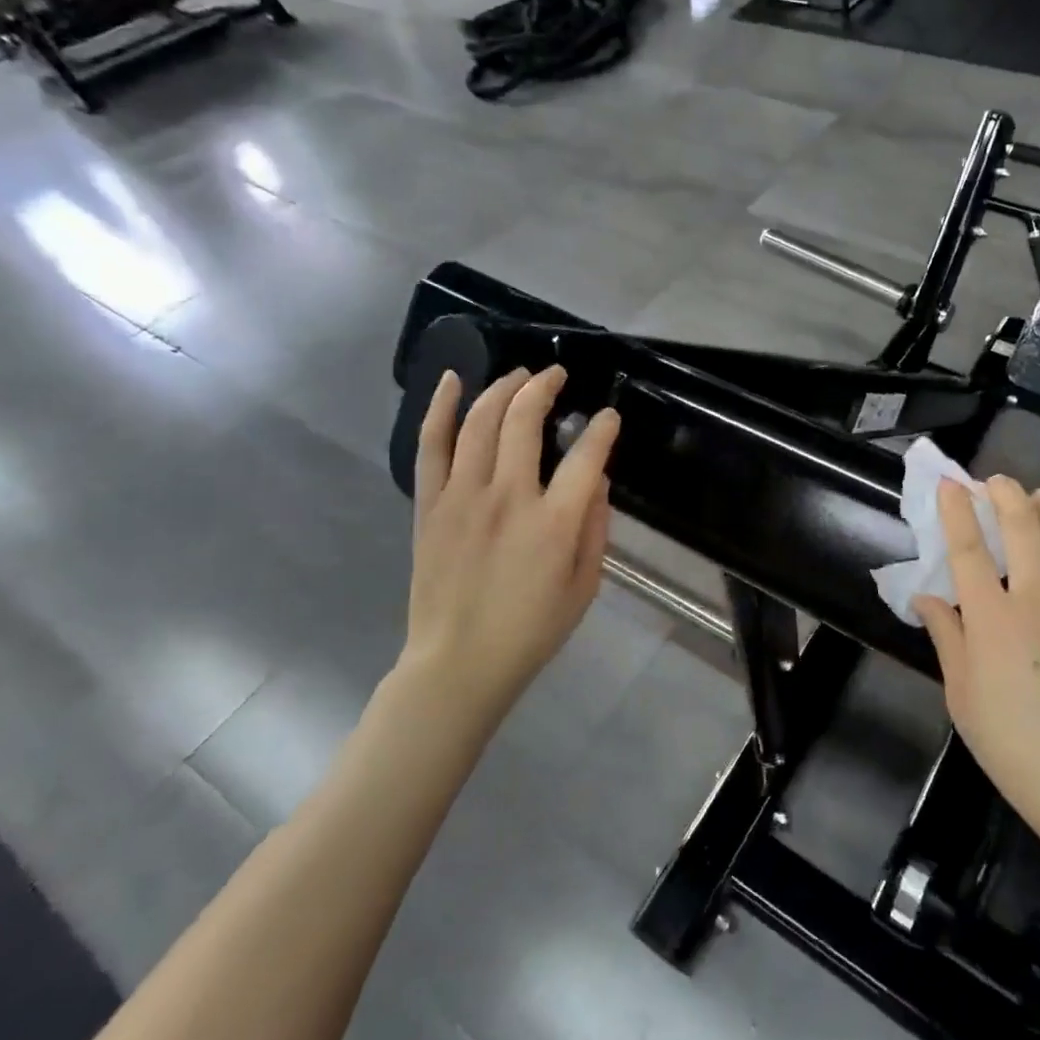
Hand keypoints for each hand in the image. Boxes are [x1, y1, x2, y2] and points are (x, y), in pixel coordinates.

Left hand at [404, 365, 618, 729]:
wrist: (458, 665)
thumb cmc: (531, 631)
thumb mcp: (585, 586)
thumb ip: (595, 527)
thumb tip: (595, 480)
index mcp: (554, 522)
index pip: (587, 456)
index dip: (603, 429)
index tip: (609, 418)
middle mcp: (508, 497)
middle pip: (525, 420)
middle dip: (545, 387)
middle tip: (557, 375)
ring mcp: (462, 496)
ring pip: (480, 421)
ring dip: (503, 387)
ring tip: (520, 375)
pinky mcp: (430, 504)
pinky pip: (432, 444)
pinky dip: (441, 407)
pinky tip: (454, 379)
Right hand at [914, 478, 1039, 865]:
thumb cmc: (1013, 745)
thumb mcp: (960, 693)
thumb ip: (945, 636)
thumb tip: (925, 595)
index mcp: (991, 616)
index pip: (967, 546)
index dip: (956, 509)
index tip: (950, 483)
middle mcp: (1039, 596)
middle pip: (1019, 526)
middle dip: (1004, 494)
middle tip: (996, 484)